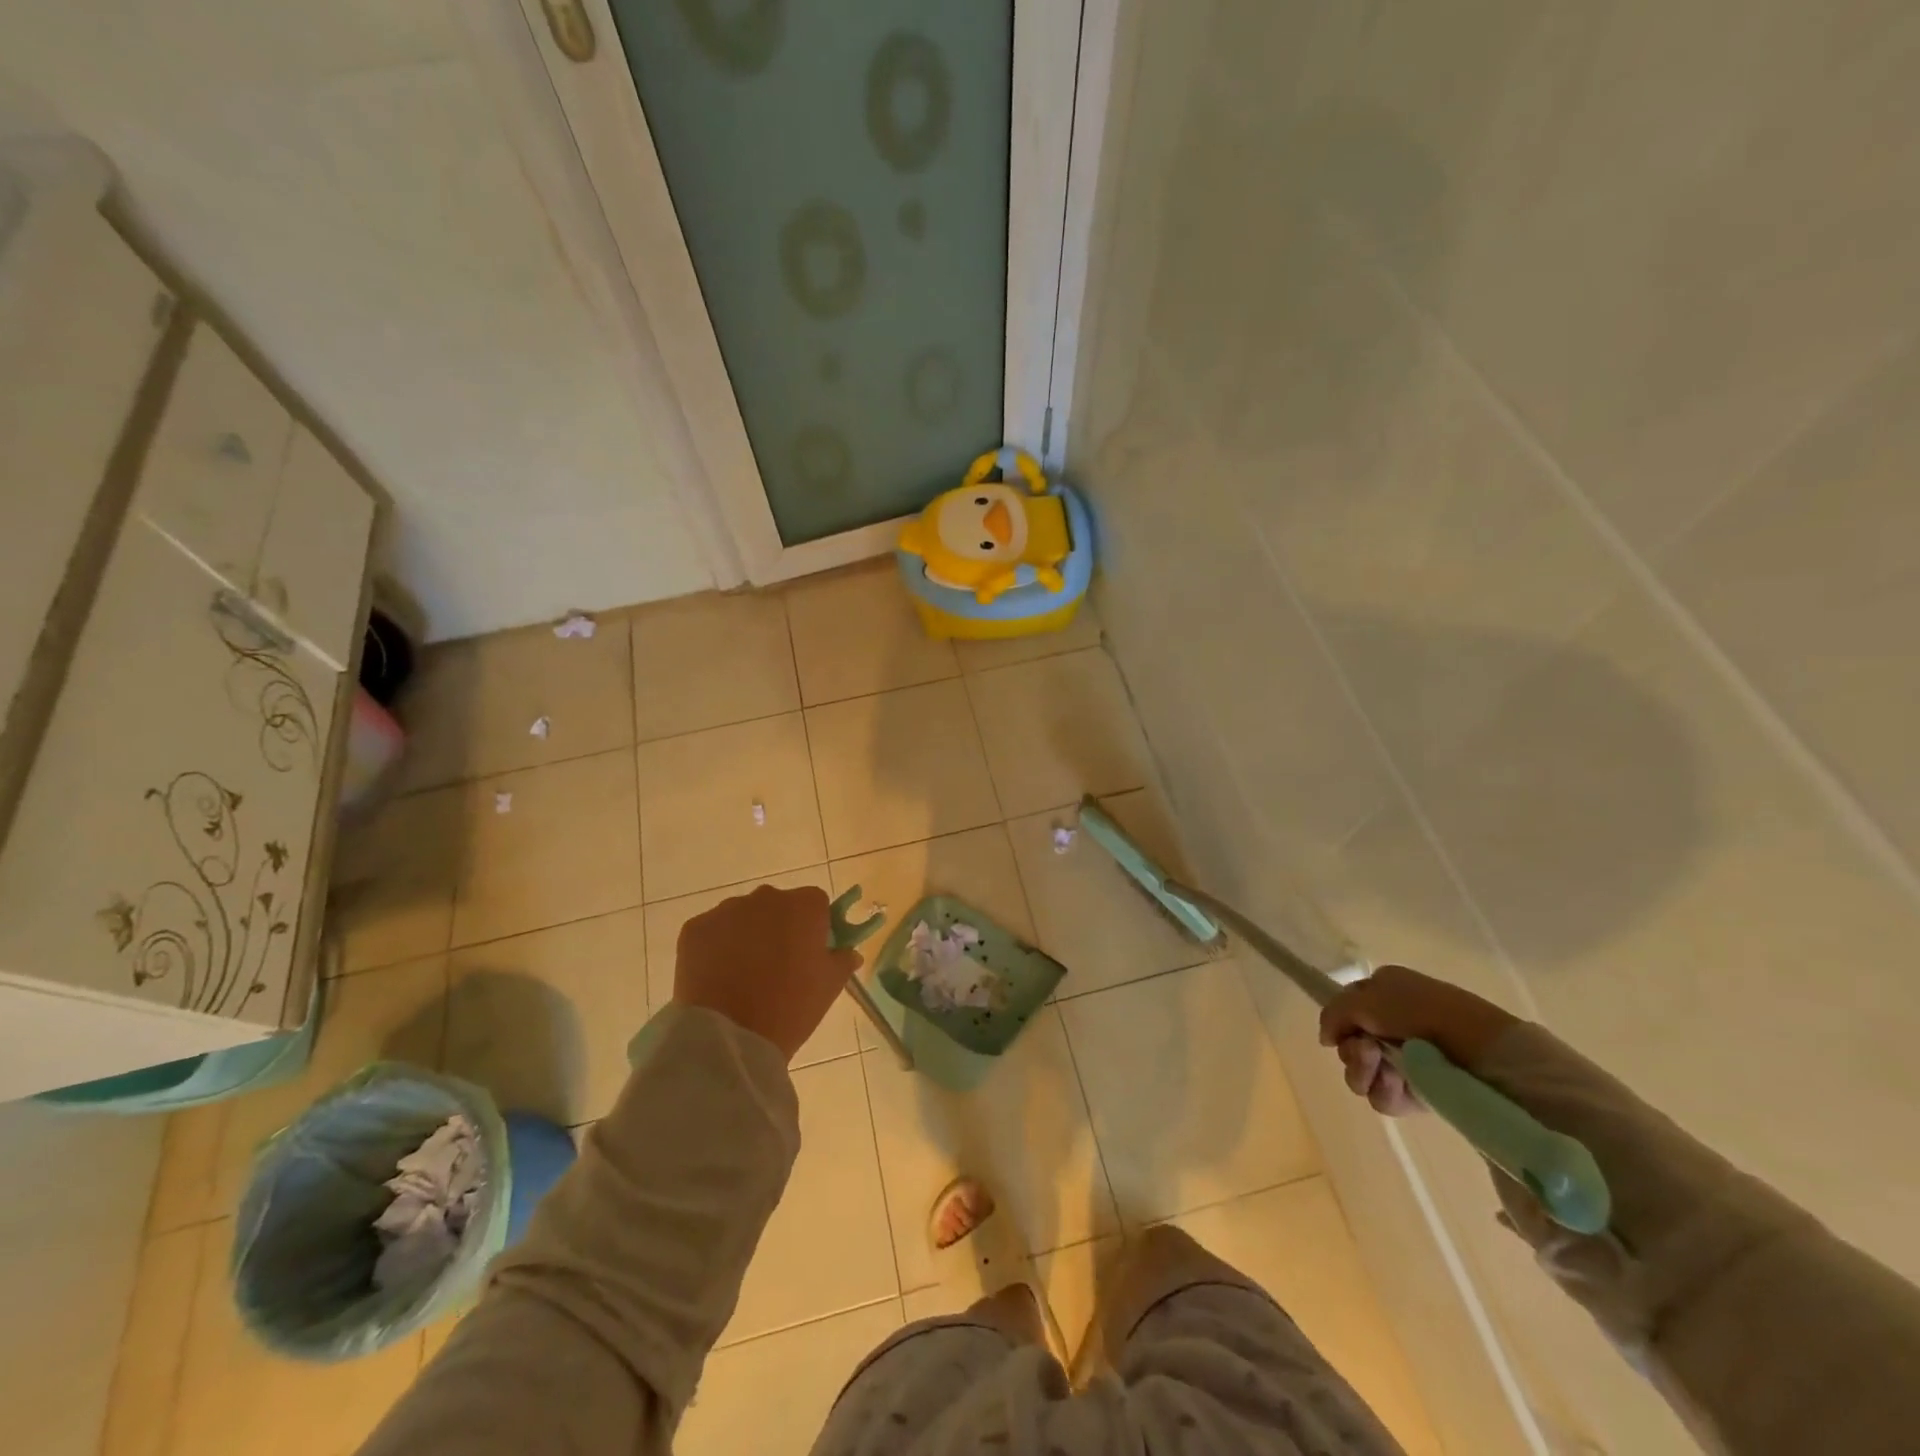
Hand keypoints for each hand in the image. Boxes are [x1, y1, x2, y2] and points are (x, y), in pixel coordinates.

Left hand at [672, 884, 860, 1061]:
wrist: (730, 1038)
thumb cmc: (791, 1008)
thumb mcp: (829, 986)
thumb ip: (842, 960)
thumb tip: (849, 952)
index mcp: (804, 905)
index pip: (816, 904)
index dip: (815, 926)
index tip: (810, 952)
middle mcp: (766, 897)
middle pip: (778, 906)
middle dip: (779, 927)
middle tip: (778, 966)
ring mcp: (726, 910)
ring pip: (743, 917)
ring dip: (747, 935)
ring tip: (744, 976)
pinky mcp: (695, 929)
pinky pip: (712, 932)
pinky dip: (716, 948)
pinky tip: (718, 977)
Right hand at [1318, 965, 1518, 1115]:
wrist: (1481, 1051)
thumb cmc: (1422, 1013)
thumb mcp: (1367, 999)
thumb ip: (1334, 1013)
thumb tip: (1325, 1038)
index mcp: (1385, 993)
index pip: (1345, 1010)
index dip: (1340, 1023)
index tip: (1343, 1032)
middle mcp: (1393, 1025)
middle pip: (1349, 1045)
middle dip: (1352, 1052)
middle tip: (1367, 1052)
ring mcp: (1407, 1060)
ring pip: (1362, 1073)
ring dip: (1365, 1073)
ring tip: (1386, 1072)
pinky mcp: (1420, 1091)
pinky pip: (1384, 1096)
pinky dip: (1385, 1092)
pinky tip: (1398, 1086)